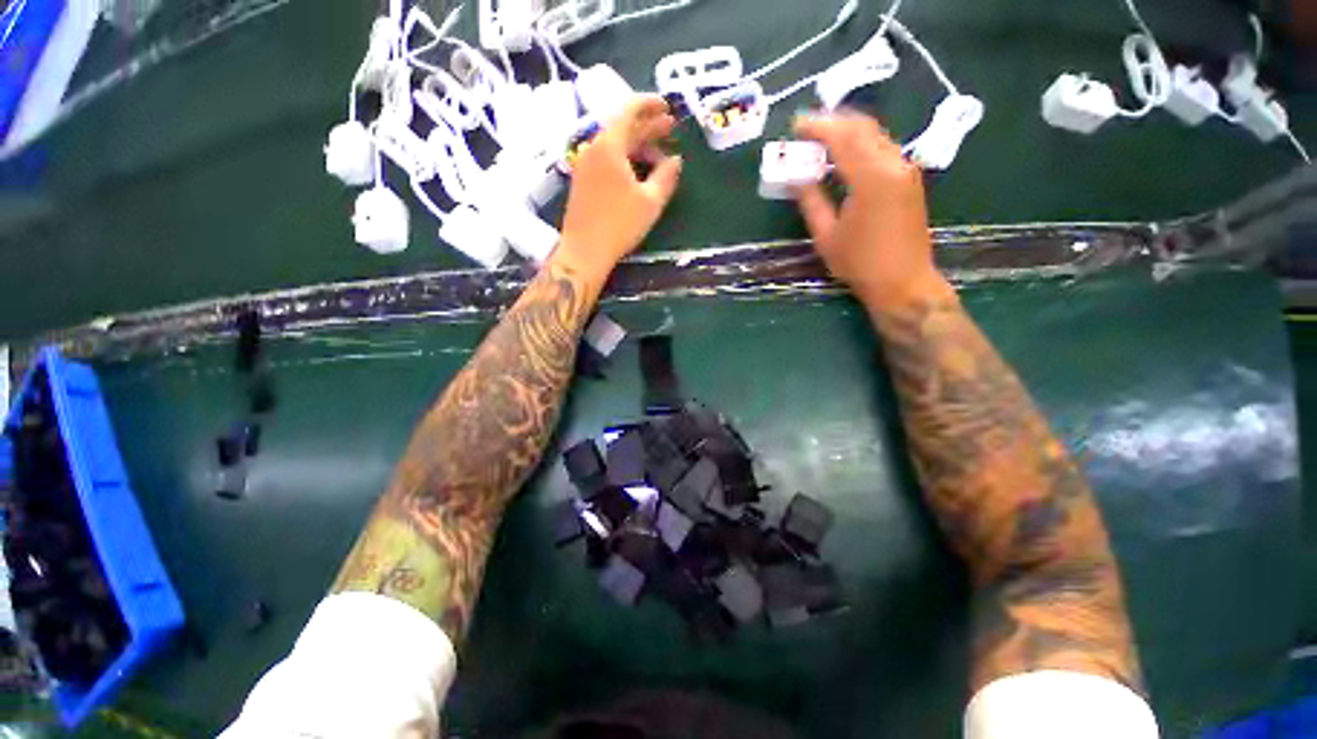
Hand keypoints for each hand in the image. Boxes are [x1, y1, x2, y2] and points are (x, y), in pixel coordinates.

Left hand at [555, 95, 682, 282]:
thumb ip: (666, 176)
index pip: (629, 110)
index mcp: (609, 145)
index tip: (668, 107)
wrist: (585, 250)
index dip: (650, 105)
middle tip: (670, 129)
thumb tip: (676, 161)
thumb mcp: (650, 201)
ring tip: (659, 156)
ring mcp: (585, 164)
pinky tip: (638, 172)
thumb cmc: (619, 224)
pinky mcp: (583, 180)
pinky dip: (625, 159)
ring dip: (638, 146)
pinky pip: (607, 159)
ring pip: (615, 145)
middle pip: (623, 127)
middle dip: (648, 127)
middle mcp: (593, 148)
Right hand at [793, 111, 949, 311]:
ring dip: (849, 132)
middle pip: (863, 127)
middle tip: (808, 127)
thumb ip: (811, 200)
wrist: (903, 281)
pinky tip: (846, 157)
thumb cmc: (859, 263)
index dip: (818, 127)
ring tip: (823, 140)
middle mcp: (893, 164)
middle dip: (834, 122)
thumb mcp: (827, 235)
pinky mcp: (910, 180)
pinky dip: (863, 145)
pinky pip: (884, 149)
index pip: (842, 138)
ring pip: (876, 136)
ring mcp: (906, 170)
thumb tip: (796, 176)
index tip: (796, 125)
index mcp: (870, 178)